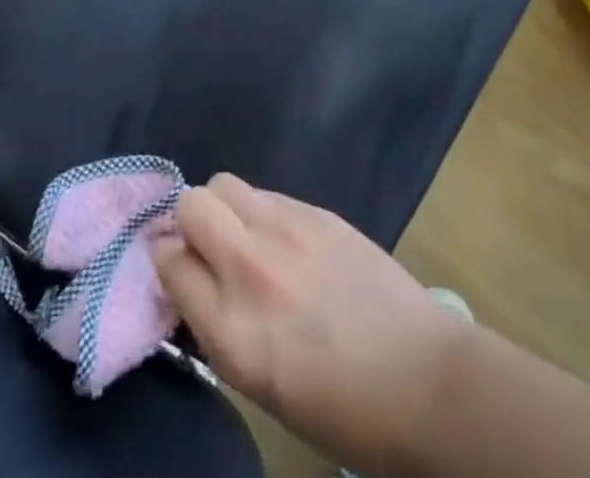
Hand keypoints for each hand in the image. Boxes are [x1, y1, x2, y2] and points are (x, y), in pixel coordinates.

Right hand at [153, 174, 467, 475]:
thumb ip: (217, 323)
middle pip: (191, 205)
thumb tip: (192, 279)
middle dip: (189, 221)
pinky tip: (285, 238)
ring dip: (224, 207)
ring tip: (245, 235)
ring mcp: (286, 231)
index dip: (169, 261)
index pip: (168, 261)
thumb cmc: (339, 407)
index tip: (179, 268)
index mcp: (231, 331)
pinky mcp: (317, 211)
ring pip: (225, 183)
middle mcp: (250, 269)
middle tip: (209, 246)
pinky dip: (261, 209)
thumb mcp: (259, 383)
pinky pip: (267, 192)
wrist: (422, 380)